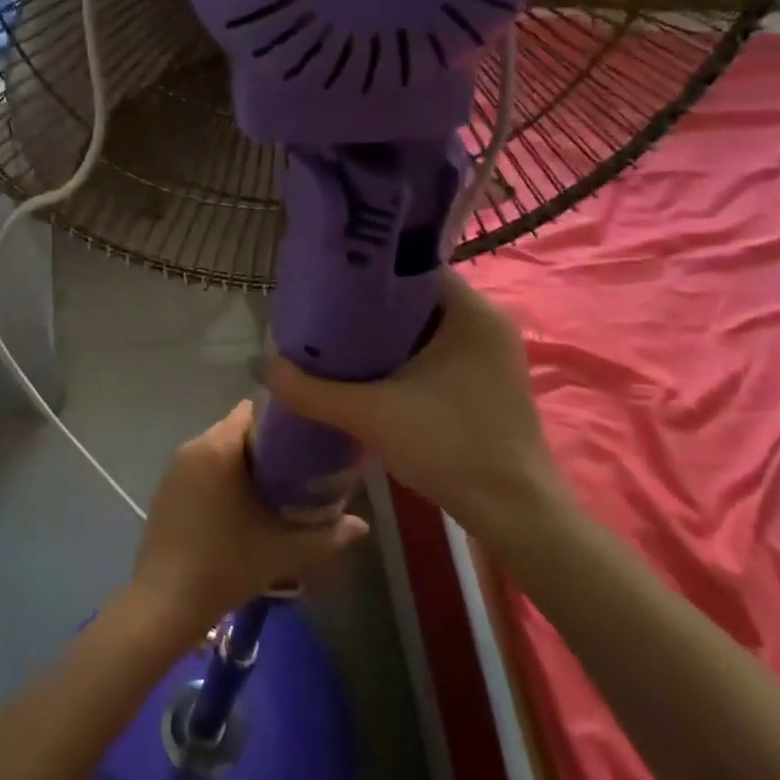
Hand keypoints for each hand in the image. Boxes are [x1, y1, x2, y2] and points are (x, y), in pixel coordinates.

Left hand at [129, 400, 368, 634]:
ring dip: (243, 461)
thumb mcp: (284, 551)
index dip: (282, 420)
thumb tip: (362, 526)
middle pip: (236, 428)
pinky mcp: (165, 489)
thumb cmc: (227, 565)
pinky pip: (201, 467)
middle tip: (298, 468)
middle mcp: (193, 447)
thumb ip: (327, 535)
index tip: (306, 440)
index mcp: (219, 447)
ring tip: (274, 487)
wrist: (166, 603)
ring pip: (218, 449)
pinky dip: (221, 476)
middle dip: (266, 444)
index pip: (253, 410)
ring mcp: (175, 468)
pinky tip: (239, 506)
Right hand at [265, 269, 562, 527]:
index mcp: (472, 312)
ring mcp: (491, 355)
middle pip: (416, 297)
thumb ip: (313, 390)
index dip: (367, 271)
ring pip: (426, 328)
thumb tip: (266, 366)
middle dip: (369, 306)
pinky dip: (404, 357)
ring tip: (336, 341)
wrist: (513, 513)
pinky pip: (437, 353)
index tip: (327, 282)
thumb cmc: (450, 447)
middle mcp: (487, 323)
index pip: (413, 267)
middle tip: (323, 314)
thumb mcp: (371, 415)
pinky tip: (369, 373)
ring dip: (385, 335)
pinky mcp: (487, 383)